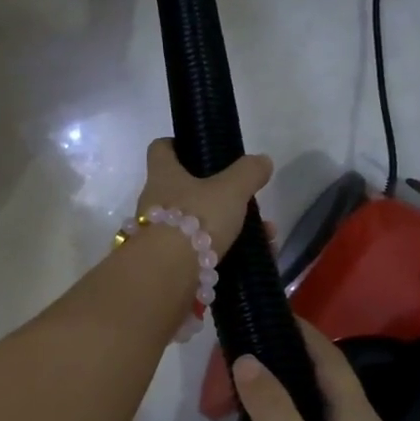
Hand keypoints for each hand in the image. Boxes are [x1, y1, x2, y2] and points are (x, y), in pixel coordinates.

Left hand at [133, 139, 272, 256]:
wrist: (167, 275)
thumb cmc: (195, 218)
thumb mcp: (230, 190)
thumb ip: (248, 173)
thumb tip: (261, 161)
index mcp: (163, 175)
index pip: (161, 149)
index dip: (178, 145)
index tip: (200, 151)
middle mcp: (154, 202)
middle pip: (186, 190)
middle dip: (221, 197)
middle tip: (248, 203)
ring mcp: (159, 235)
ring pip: (199, 224)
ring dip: (231, 228)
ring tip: (265, 236)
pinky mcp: (168, 264)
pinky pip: (202, 253)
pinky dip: (228, 253)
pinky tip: (254, 259)